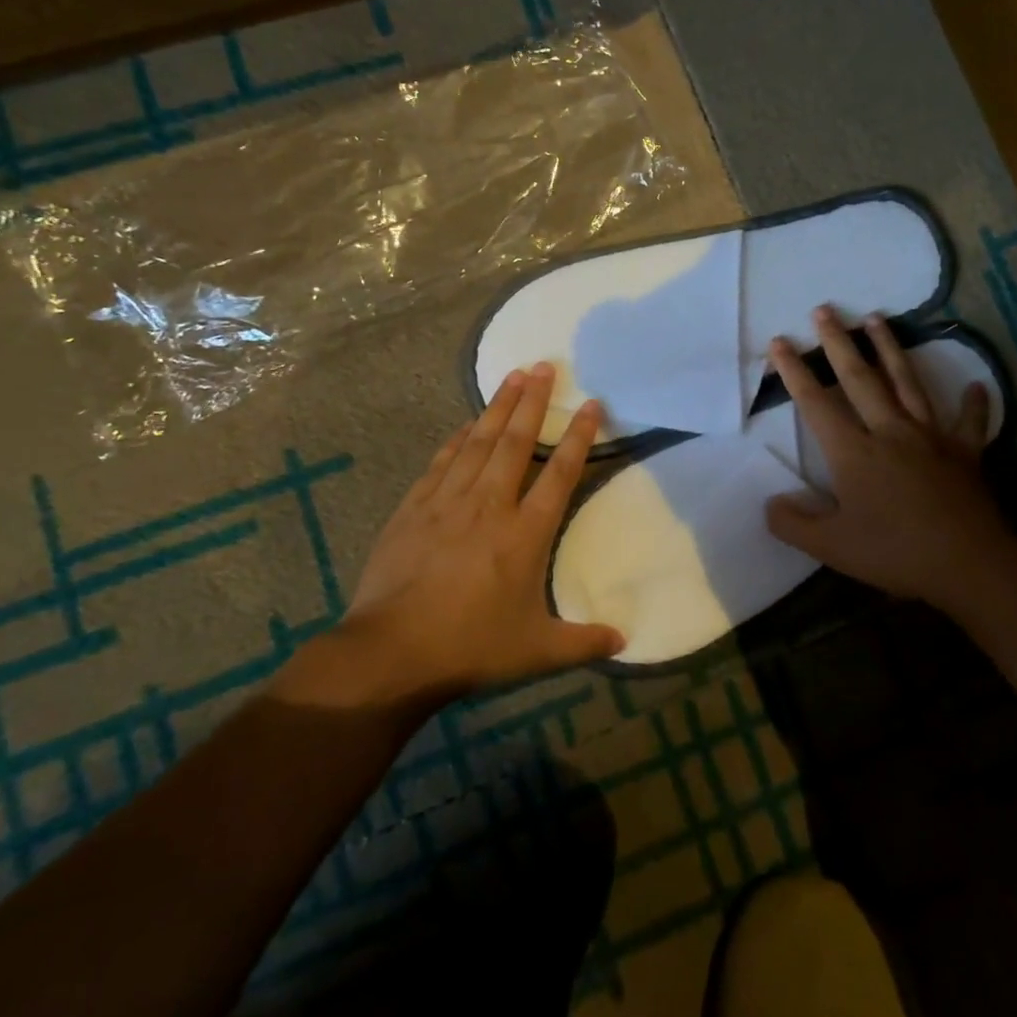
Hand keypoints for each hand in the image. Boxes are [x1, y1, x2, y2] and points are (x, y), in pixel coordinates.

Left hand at [275, 363, 623, 710]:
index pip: (561, 473)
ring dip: (498, 407)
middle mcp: (490, 505)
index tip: (591, 404)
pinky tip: (467, 425)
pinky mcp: (414, 508)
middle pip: (517, 441)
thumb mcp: (538, 650)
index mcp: (526, 532)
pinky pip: (442, 461)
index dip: (578, 436)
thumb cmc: (472, 647)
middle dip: (533, 401)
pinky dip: (458, 438)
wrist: (392, 651)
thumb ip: (584, 642)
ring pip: (479, 442)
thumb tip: (624, 642)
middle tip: (545, 365)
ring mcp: (448, 502)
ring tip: (513, 376)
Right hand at [765, 308, 1009, 607]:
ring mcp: (931, 438)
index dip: (794, 372)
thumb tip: (771, 503)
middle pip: (861, 379)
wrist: (967, 563)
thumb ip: (793, 524)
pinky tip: (976, 386)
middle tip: (825, 310)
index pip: (816, 404)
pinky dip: (973, 404)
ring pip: (907, 384)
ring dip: (890, 350)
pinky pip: (969, 423)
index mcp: (854, 453)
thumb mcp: (831, 547)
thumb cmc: (894, 552)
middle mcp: (890, 432)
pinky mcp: (964, 453)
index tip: (780, 342)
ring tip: (878, 319)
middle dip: (839, 344)